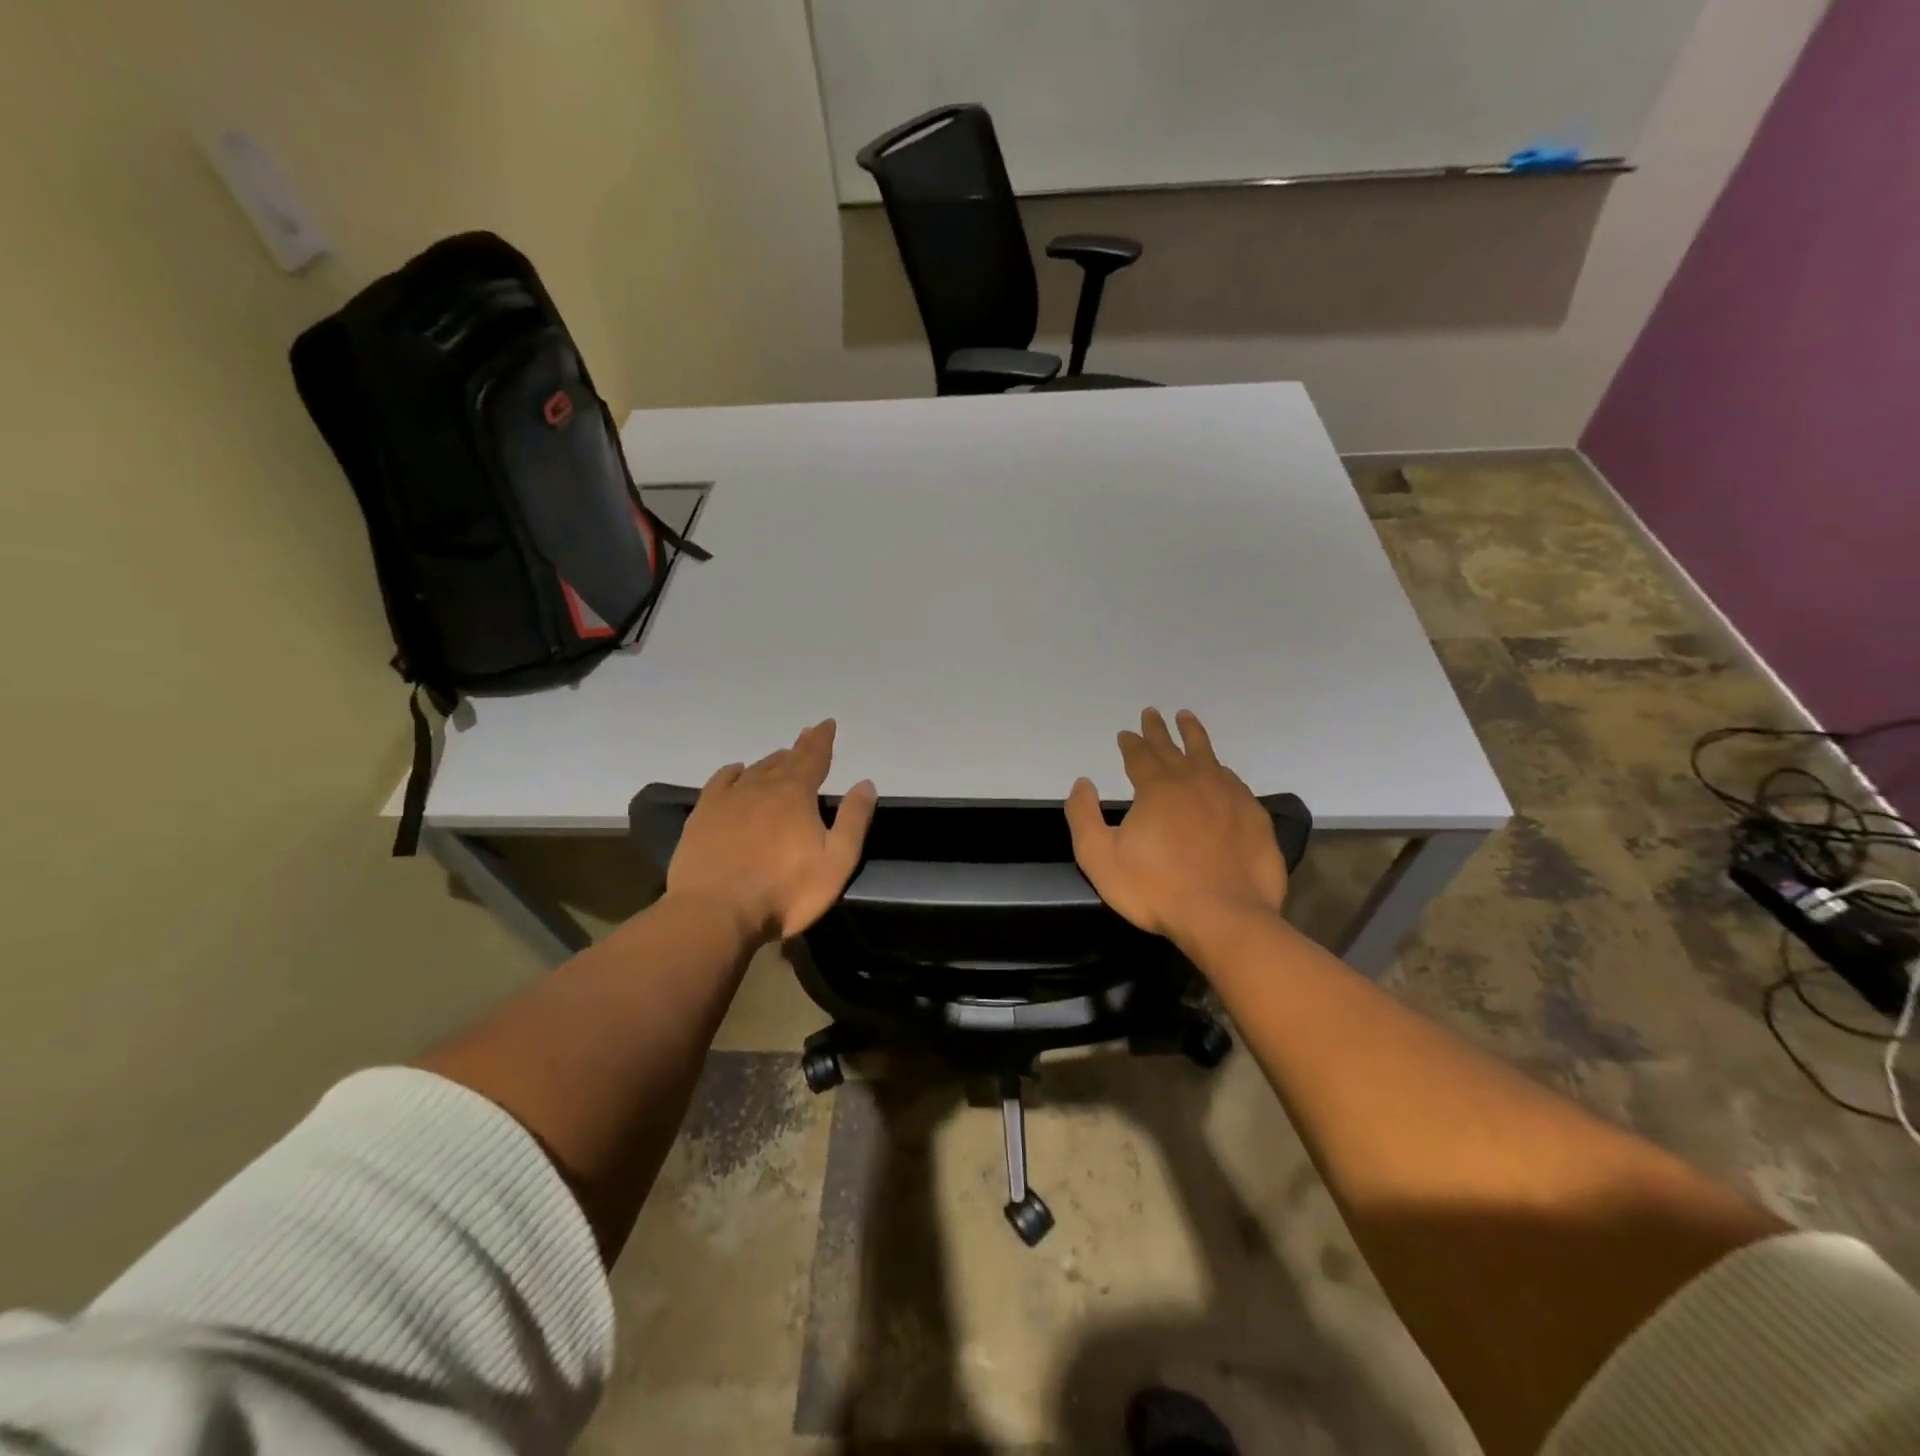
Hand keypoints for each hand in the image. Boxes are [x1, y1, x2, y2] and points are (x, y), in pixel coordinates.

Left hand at [666, 720, 877, 942]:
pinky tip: (736, 771)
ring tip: (780, 756)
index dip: (822, 740)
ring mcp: (728, 800)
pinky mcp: (703, 816)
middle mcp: (761, 787)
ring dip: (771, 761)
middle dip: (799, 748)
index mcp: (796, 795)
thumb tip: (865, 783)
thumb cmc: (785, 891)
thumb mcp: (836, 861)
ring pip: (754, 770)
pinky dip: (732, 772)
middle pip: (785, 761)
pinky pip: (720, 782)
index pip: (814, 758)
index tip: (826, 724)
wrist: (715, 912)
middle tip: (807, 735)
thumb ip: (853, 820)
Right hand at [1065, 708, 1287, 941]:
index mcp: (1157, 789)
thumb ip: (1083, 816)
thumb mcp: (1099, 857)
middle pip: (1173, 748)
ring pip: (1209, 756)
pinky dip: (1222, 770)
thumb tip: (1082, 783)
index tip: (1125, 733)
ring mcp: (1229, 797)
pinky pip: (1234, 782)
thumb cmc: (1155, 889)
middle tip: (1153, 712)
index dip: (1130, 743)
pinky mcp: (1255, 818)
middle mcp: (1194, 782)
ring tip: (1188, 718)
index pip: (1139, 756)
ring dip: (1194, 736)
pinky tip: (1222, 771)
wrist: (1225, 918)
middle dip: (1159, 730)